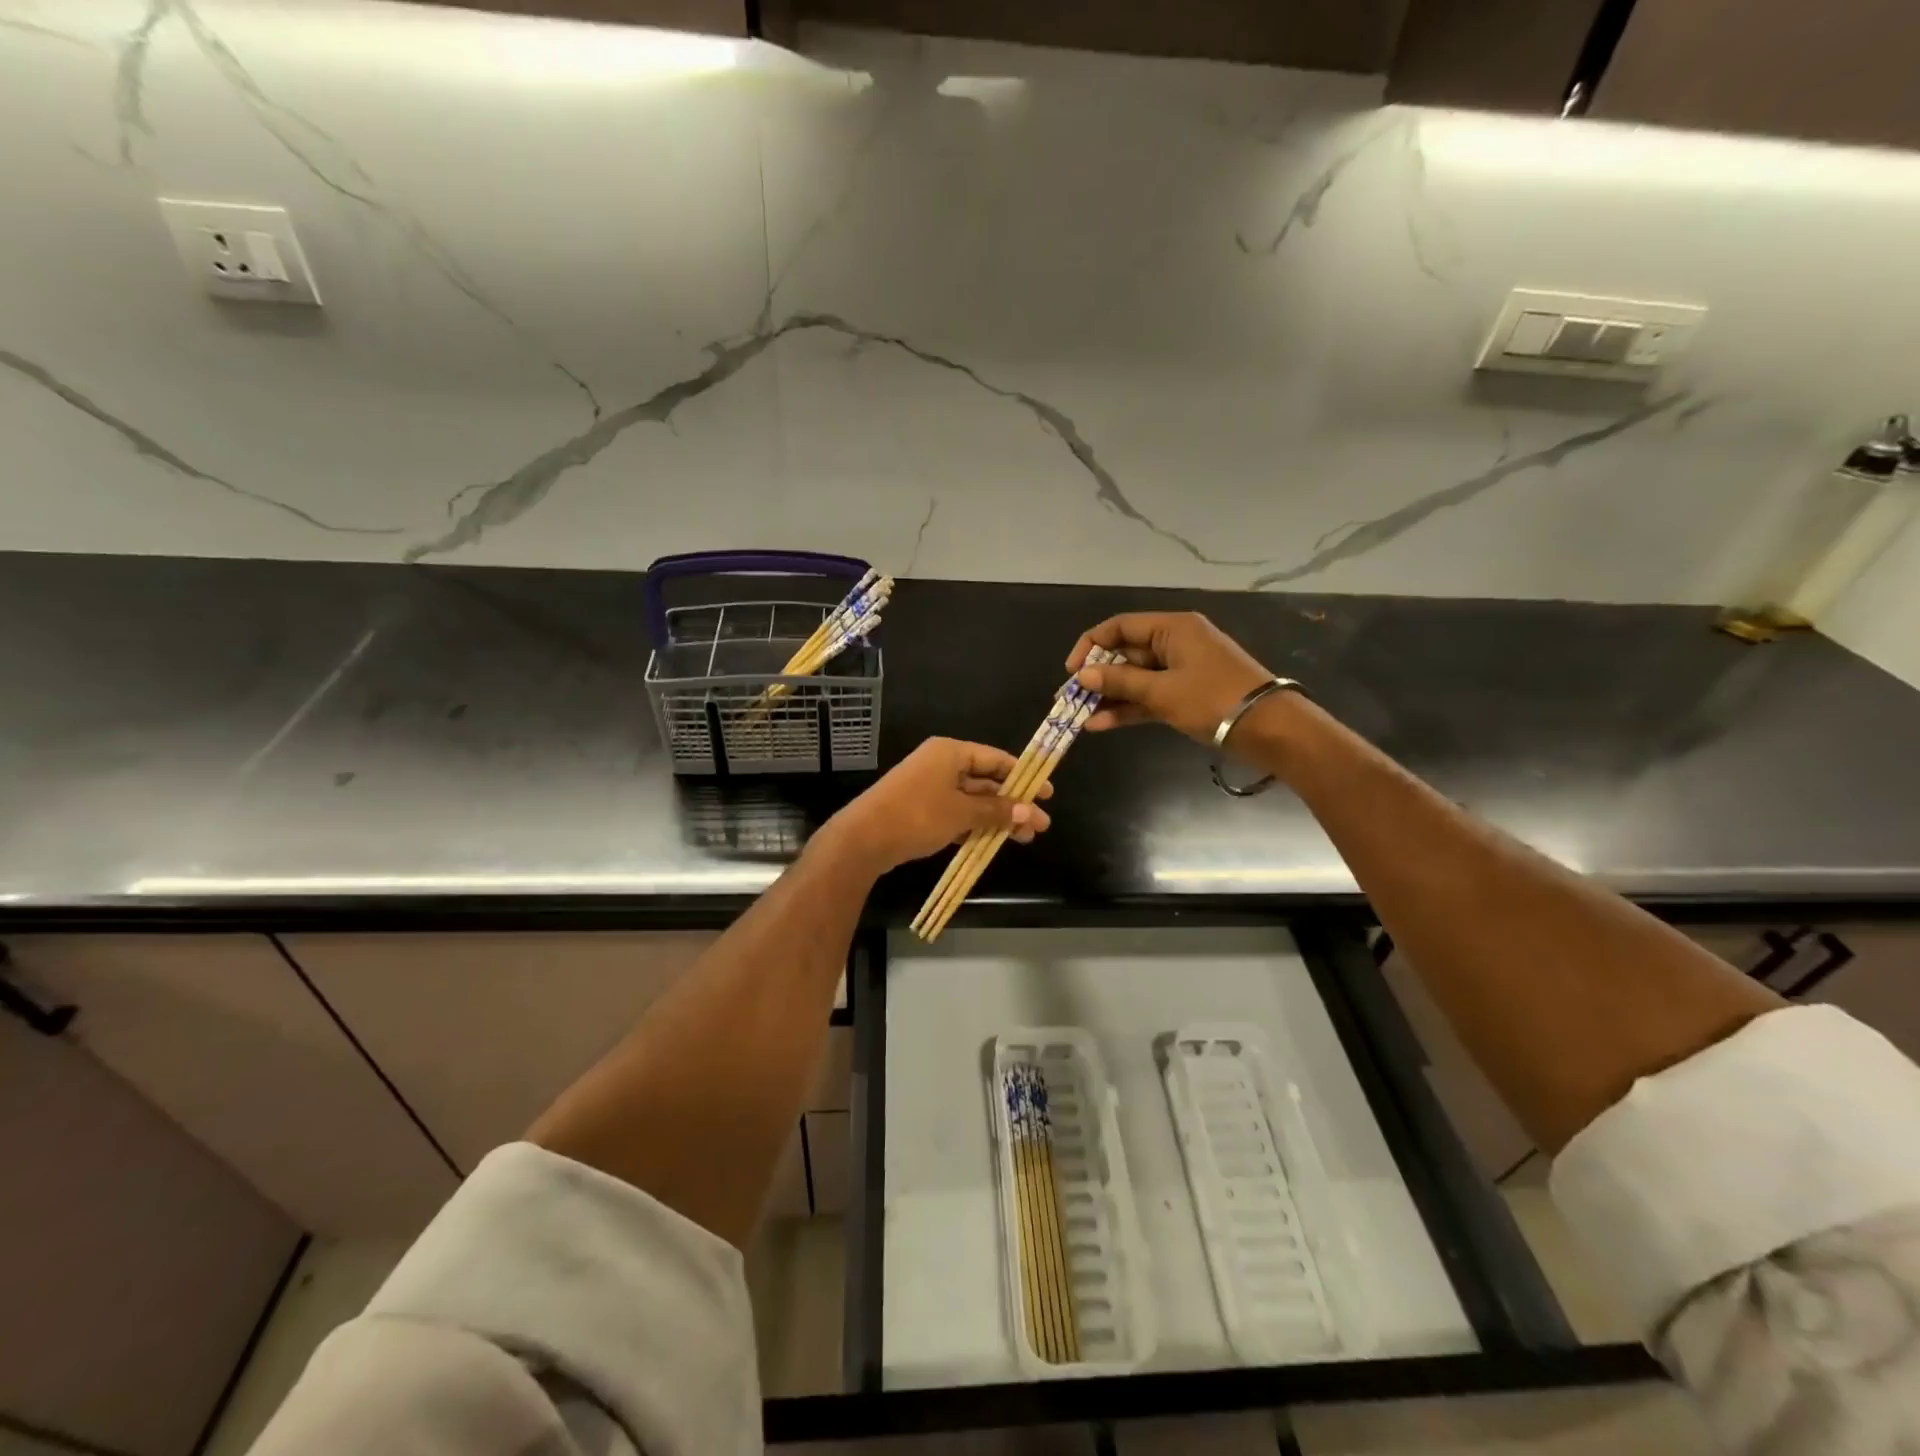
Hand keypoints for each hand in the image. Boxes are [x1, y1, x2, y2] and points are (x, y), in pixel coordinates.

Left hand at [827, 738, 1052, 873]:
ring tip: (1024, 838)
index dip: (1023, 776)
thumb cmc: (917, 815)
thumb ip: (997, 810)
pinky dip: (975, 825)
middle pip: (986, 781)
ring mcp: (929, 787)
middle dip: (1013, 803)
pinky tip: (994, 842)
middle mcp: (941, 764)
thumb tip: (1030, 812)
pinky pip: (957, 813)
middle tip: (1041, 824)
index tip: (1047, 794)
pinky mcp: (922, 810)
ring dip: (997, 817)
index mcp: (951, 753)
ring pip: (972, 800)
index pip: (995, 759)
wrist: (864, 838)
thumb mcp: (962, 812)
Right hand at [1067, 612, 1273, 744]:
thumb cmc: (1214, 699)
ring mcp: (1181, 670)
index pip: (1120, 627)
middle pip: (1126, 653)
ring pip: (1135, 679)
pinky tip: (1100, 725)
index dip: (1091, 646)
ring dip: (1109, 697)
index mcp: (1172, 628)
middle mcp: (1175, 643)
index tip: (1071, 671)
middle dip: (1097, 677)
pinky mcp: (1186, 695)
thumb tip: (1081, 676)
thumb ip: (1120, 683)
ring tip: (1079, 716)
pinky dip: (1128, 709)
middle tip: (1069, 698)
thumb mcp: (1162, 691)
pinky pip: (1149, 696)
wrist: (1269, 729)